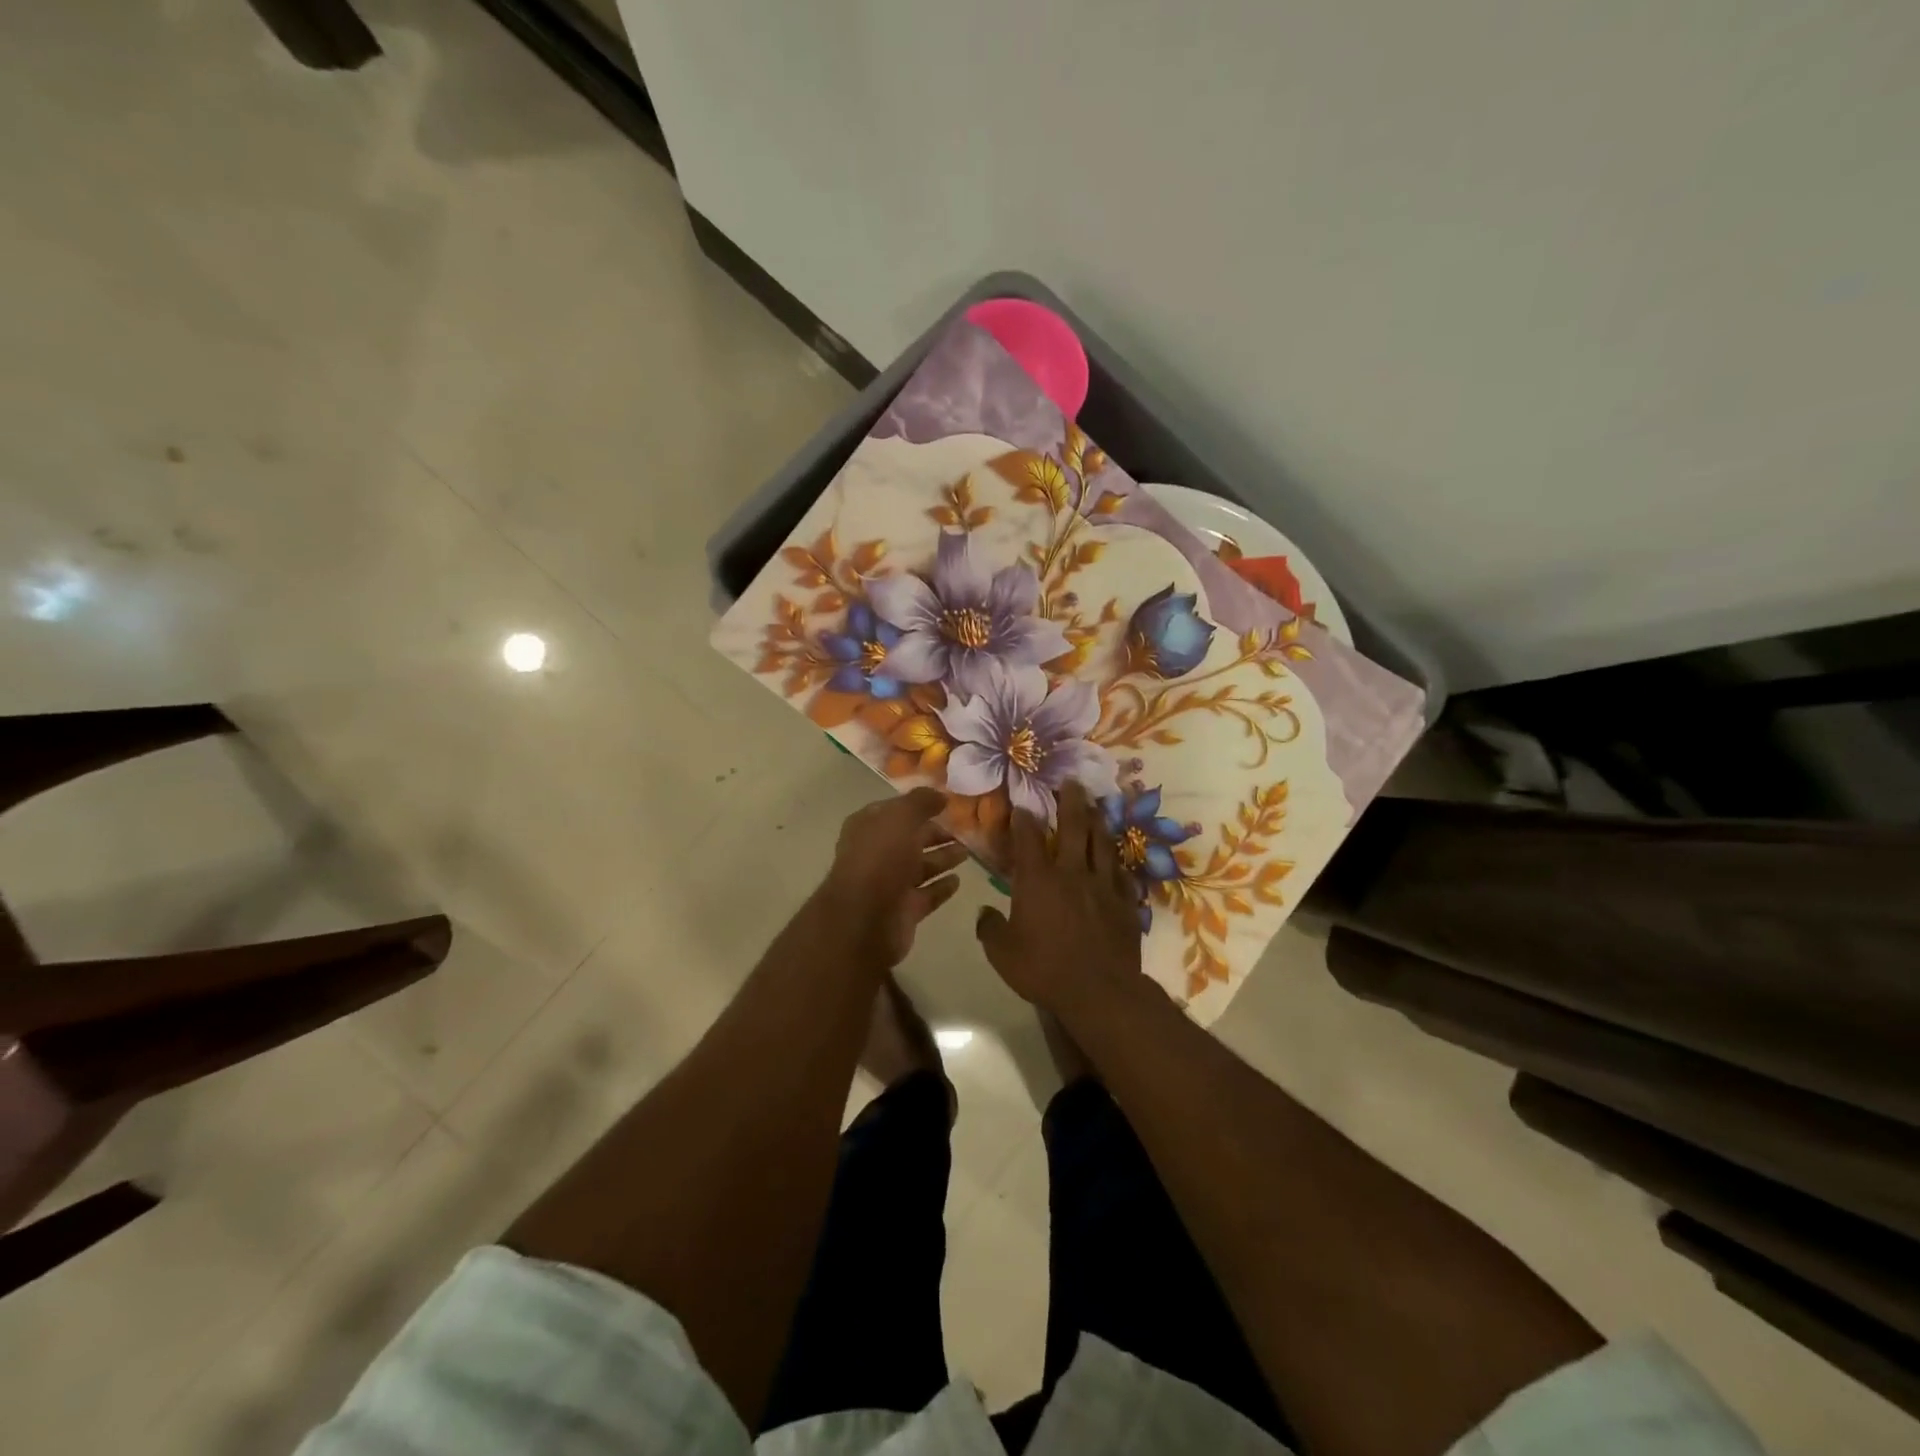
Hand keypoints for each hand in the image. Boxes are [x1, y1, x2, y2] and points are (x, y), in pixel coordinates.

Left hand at [819, 787, 968, 965]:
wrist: (865, 920)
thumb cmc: (880, 859)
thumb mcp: (901, 817)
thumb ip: (921, 802)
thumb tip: (940, 795)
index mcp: (868, 827)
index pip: (895, 810)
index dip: (918, 805)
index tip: (947, 803)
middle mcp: (876, 854)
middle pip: (909, 839)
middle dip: (935, 833)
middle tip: (964, 830)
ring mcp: (888, 884)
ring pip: (920, 867)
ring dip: (942, 858)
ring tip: (967, 853)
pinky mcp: (903, 911)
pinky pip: (926, 895)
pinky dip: (941, 887)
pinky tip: (958, 880)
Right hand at [975, 782, 1142, 1012]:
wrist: (1099, 991)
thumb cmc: (1044, 970)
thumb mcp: (1002, 953)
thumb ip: (990, 929)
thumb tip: (984, 913)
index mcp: (1038, 880)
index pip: (1028, 839)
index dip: (1024, 819)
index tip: (1023, 804)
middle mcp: (1071, 873)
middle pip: (1073, 827)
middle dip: (1070, 801)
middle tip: (1072, 780)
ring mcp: (1102, 885)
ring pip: (1101, 843)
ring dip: (1098, 821)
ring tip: (1097, 804)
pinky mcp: (1125, 902)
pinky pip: (1122, 874)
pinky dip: (1117, 862)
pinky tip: (1117, 857)